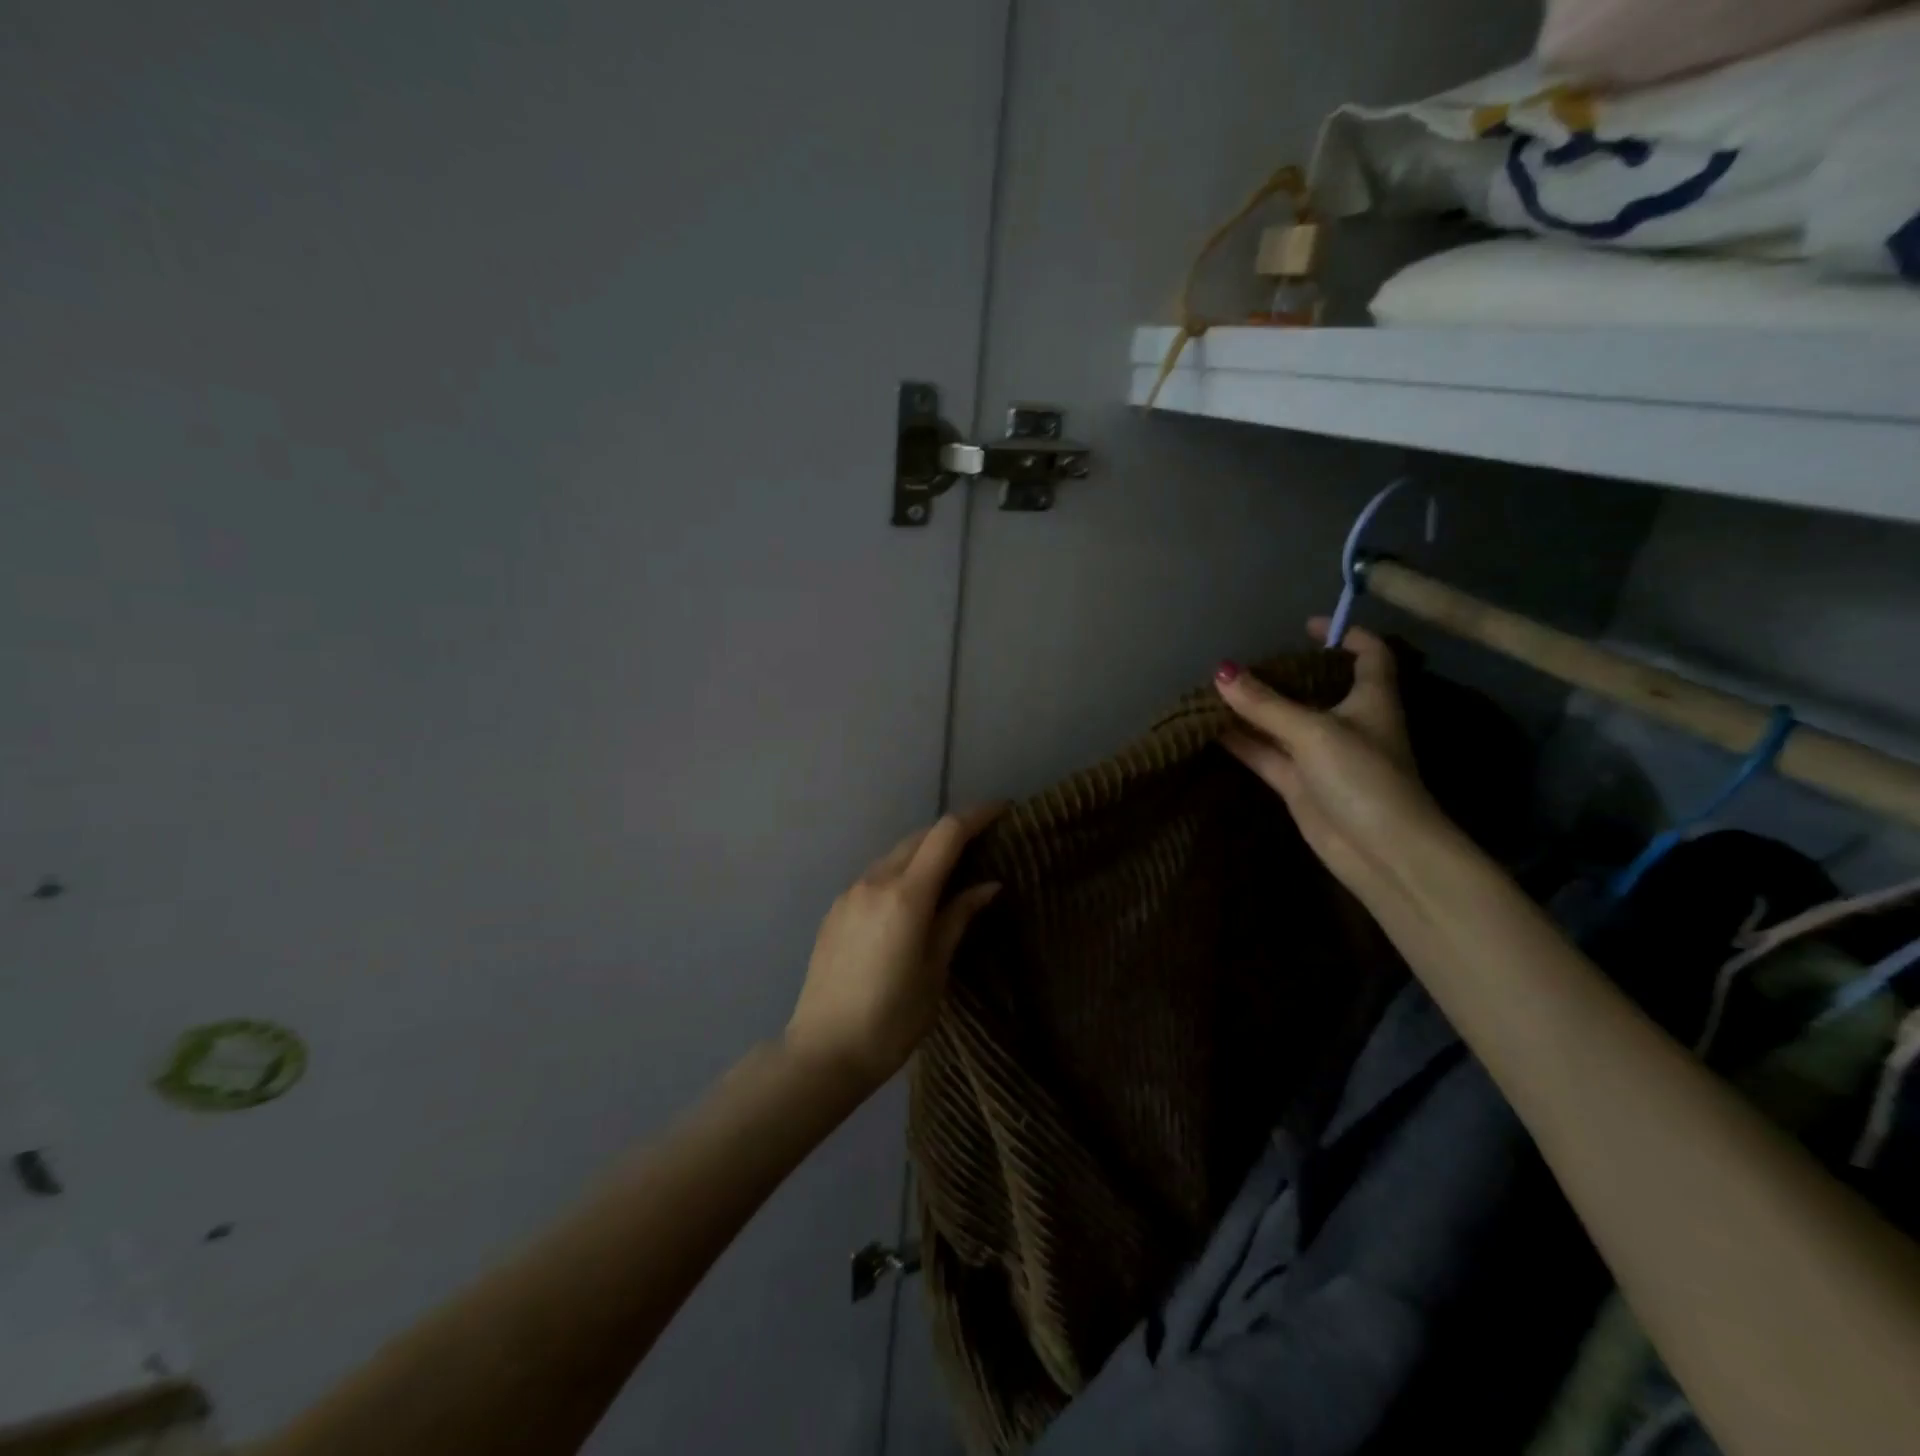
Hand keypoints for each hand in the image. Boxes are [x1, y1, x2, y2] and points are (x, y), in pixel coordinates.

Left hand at [785, 805, 1003, 1086]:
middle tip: (984, 842)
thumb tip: (988, 885)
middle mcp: (875, 881)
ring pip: (896, 853)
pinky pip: (876, 874)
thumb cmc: (892, 1019)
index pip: (946, 834)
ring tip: (952, 869)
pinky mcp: (836, 909)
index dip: (977, 816)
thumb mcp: (936, 971)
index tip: (1004, 810)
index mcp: (906, 895)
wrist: (823, 1051)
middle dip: (953, 831)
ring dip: (925, 850)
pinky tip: (913, 895)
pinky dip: (902, 870)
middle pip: (920, 837)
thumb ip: (958, 918)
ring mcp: (850, 893)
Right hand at [1214, 620, 1448, 902]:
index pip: (1369, 654)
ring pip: (1281, 722)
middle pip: (1314, 688)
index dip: (1345, 634)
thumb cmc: (1362, 778)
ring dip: (1252, 709)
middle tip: (1242, 662)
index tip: (1306, 626)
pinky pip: (1265, 753)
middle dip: (1282, 674)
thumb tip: (1220, 671)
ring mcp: (1320, 756)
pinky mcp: (1298, 784)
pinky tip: (1210, 728)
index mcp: (1370, 699)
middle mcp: (1346, 723)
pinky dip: (1241, 741)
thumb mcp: (1313, 731)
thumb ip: (1265, 703)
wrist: (1380, 852)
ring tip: (1213, 689)